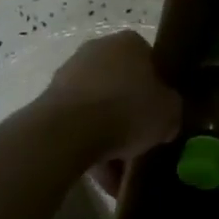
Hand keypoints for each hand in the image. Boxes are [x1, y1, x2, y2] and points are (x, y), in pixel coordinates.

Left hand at [42, 31, 181, 162]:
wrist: (67, 132)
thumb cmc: (127, 110)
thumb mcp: (170, 112)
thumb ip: (172, 110)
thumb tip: (166, 118)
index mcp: (130, 43)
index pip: (151, 61)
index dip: (159, 89)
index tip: (161, 113)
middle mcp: (97, 50)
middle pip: (122, 85)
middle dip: (130, 114)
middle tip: (142, 141)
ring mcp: (67, 75)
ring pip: (98, 107)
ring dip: (109, 135)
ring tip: (119, 170)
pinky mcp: (46, 103)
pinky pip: (77, 125)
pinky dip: (88, 146)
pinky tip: (100, 175)